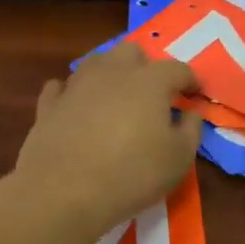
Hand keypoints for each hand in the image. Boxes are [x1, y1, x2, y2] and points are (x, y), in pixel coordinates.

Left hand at [13, 45, 201, 236]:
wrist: (63, 191)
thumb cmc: (132, 174)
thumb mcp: (179, 159)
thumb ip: (190, 130)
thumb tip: (191, 112)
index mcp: (149, 82)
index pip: (177, 69)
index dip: (190, 80)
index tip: (195, 94)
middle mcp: (112, 73)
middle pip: (131, 52)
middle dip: (145, 66)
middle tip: (151, 93)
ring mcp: (76, 85)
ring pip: (95, 62)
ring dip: (109, 74)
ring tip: (115, 97)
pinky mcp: (49, 105)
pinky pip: (61, 87)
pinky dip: (71, 92)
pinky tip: (75, 106)